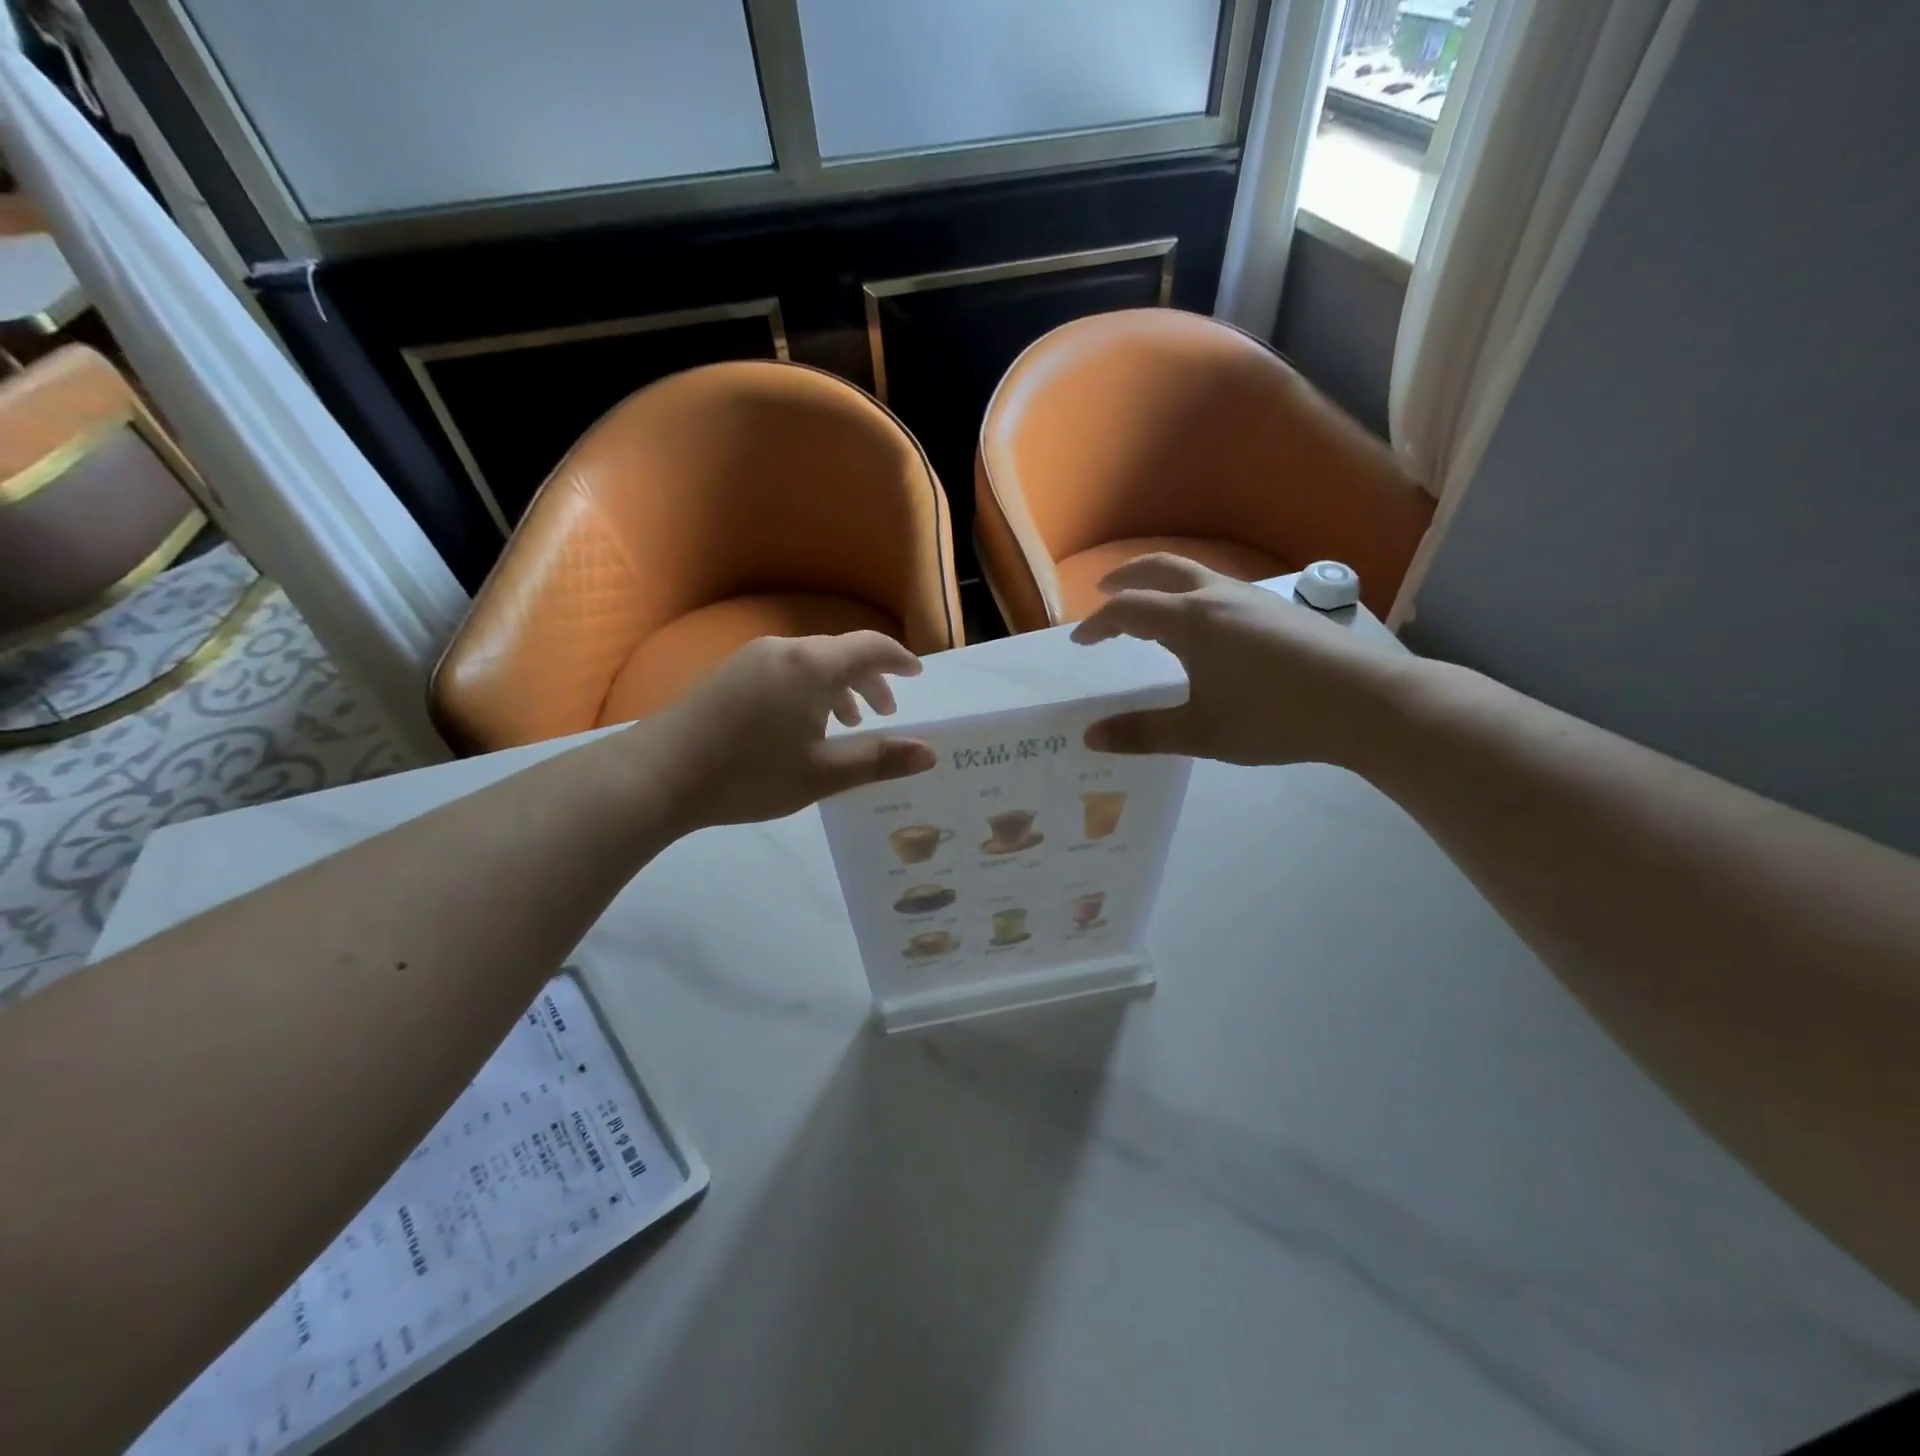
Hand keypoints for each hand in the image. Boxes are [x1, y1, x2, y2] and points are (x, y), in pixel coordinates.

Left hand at [633, 632, 935, 831]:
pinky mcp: (729, 673)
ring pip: (812, 663)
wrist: (657, 775)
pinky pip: (786, 670)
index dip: (899, 659)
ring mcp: (752, 658)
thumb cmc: (749, 775)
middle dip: (871, 679)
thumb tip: (929, 753)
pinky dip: (809, 689)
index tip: (917, 676)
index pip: (871, 647)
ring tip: (849, 723)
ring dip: (839, 687)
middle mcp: (785, 650)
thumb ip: (878, 760)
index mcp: (814, 666)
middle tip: (886, 713)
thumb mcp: (822, 774)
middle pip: (841, 653)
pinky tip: (801, 725)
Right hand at [1070, 554, 1413, 768]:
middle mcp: (1217, 597)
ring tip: (1150, 608)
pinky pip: (1218, 588)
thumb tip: (1091, 737)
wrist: (1364, 702)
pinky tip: (1203, 626)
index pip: (1128, 609)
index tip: (1080, 641)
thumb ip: (1142, 733)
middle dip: (1127, 577)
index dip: (1098, 623)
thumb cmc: (1272, 717)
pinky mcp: (1278, 609)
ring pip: (1194, 574)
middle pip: (1161, 568)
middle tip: (1104, 591)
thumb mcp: (1200, 733)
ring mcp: (1252, 599)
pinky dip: (1190, 595)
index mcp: (1190, 621)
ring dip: (1161, 583)